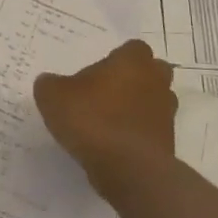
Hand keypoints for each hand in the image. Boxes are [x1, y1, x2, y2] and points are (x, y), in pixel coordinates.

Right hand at [34, 40, 177, 201]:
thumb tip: (50, 82)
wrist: (128, 169)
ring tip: (106, 121)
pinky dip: (135, 134)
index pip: (133, 48)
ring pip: (153, 102)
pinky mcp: (167, 142)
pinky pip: (150, 130)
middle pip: (151, 72)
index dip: (117, 58)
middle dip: (133, 79)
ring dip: (136, 107)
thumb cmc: (92, 119)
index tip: (98, 72)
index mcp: (132, 61)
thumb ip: (50, 84)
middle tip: (105, 92)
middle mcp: (156, 82)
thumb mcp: (53, 96)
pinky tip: (112, 145)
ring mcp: (166, 113)